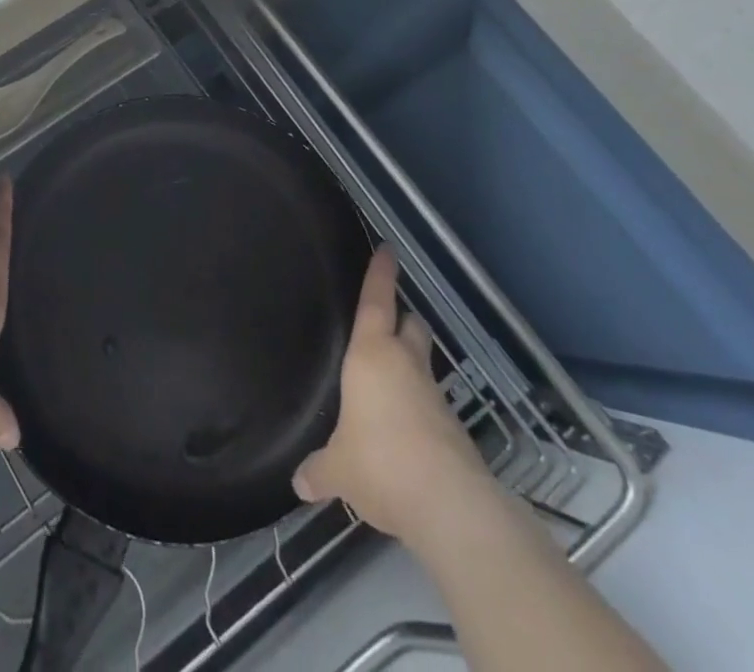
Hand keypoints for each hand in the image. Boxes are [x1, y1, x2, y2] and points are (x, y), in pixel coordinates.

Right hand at [293, 248, 488, 541]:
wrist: (450, 506)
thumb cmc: (381, 464)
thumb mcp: (338, 470)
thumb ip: (319, 469)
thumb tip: (300, 482)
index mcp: (371, 356)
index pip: (376, 302)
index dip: (380, 274)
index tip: (388, 249)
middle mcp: (406, 365)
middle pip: (411, 326)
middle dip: (403, 319)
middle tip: (389, 320)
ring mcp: (433, 396)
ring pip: (423, 364)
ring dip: (411, 366)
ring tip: (390, 383)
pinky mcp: (453, 429)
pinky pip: (430, 405)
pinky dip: (418, 409)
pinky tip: (404, 433)